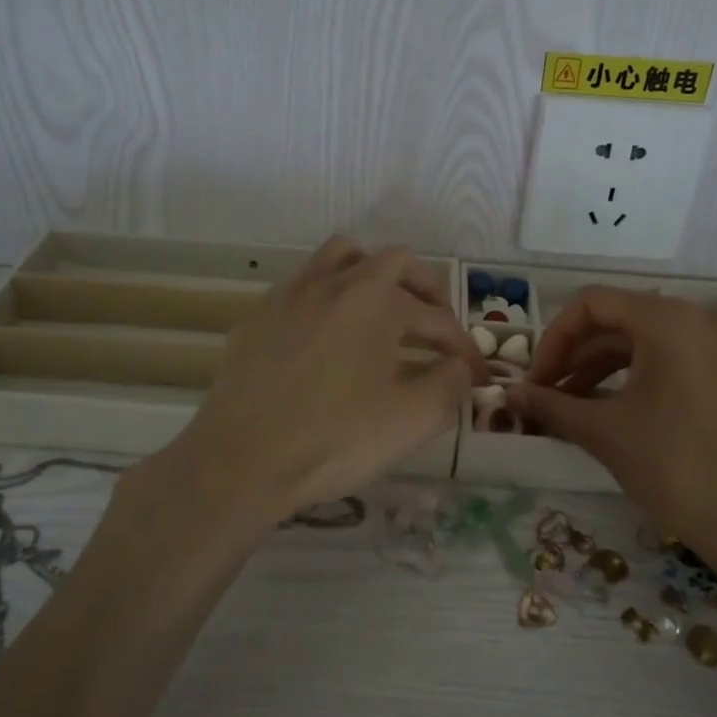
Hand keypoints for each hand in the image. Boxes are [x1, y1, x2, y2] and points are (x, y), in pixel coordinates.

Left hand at [159, 236, 485, 526]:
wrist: (243, 459)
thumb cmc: (336, 438)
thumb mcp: (414, 419)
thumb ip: (450, 384)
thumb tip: (459, 366)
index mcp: (378, 301)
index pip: (436, 318)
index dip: (462, 346)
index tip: (473, 374)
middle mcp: (335, 283)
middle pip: (393, 262)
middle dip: (424, 290)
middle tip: (434, 326)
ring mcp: (291, 294)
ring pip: (341, 257)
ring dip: (372, 275)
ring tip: (382, 311)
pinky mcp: (259, 316)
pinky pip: (302, 287)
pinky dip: (328, 299)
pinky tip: (326, 337)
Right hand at [509, 287, 716, 555]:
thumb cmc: (676, 468)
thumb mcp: (605, 433)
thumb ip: (552, 406)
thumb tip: (509, 396)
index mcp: (668, 320)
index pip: (592, 304)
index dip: (553, 339)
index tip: (535, 381)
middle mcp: (697, 320)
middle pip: (618, 320)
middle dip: (574, 356)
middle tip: (546, 396)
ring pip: (643, 342)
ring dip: (600, 369)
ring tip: (570, 407)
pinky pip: (670, 360)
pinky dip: (633, 378)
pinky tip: (611, 411)